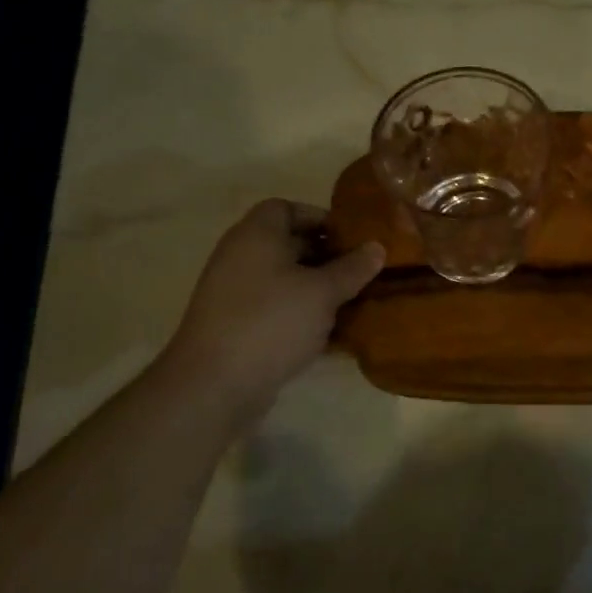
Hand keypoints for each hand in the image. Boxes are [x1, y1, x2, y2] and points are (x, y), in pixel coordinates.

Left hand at [162, 199, 383, 410]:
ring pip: (284, 280)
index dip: (319, 217)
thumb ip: (352, 268)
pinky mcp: (236, 326)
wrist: (214, 385)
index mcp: (256, 235)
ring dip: (316, 288)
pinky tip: (330, 333)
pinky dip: (301, 314)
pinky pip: (275, 308)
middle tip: (361, 270)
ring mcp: (234, 293)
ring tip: (353, 301)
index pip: (286, 208)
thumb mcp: (323, 292)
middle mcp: (240, 257)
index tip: (351, 237)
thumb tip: (377, 247)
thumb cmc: (271, 322)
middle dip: (326, 255)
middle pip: (287, 244)